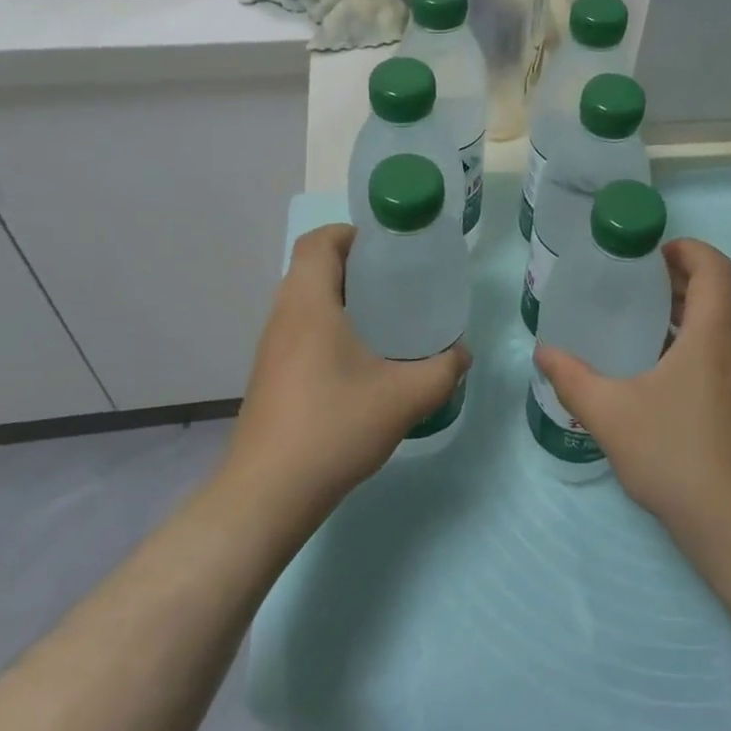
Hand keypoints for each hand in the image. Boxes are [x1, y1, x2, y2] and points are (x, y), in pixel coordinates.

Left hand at [220, 224, 469, 539]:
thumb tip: (462, 353)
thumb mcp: (405, 397)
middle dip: (355, 266)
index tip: (388, 250)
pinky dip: (330, 327)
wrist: (267, 495)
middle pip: (312, 268)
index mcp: (308, 305)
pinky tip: (361, 361)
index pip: (318, 242)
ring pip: (305, 302)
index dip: (351, 234)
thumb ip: (442, 370)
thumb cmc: (334, 428)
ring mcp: (271, 349)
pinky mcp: (270, 377)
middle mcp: (283, 317)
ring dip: (342, 298)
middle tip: (398, 282)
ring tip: (387, 318)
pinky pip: (301, 331)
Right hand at [534, 239, 730, 558]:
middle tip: (632, 283)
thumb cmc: (679, 456)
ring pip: (721, 324)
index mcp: (715, 332)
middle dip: (678, 278)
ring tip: (638, 321)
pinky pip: (722, 352)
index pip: (716, 266)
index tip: (649, 255)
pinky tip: (656, 371)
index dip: (687, 249)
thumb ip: (573, 379)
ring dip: (685, 311)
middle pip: (718, 291)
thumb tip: (543, 352)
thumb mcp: (612, 415)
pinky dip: (693, 341)